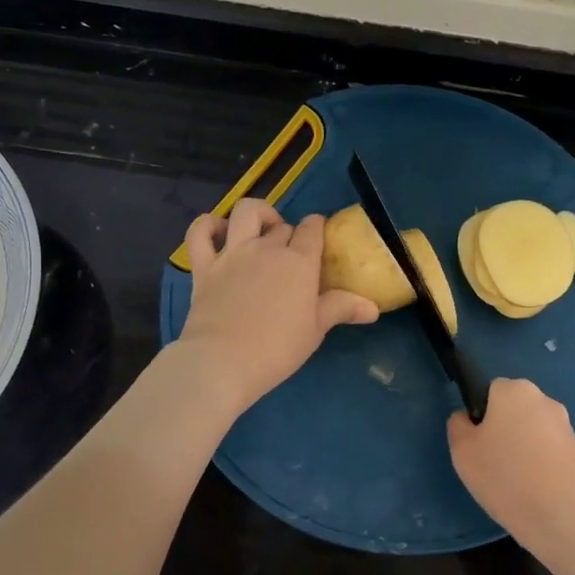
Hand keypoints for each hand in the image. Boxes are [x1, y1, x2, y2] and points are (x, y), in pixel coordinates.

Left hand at [176, 199, 378, 411]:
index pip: (312, 228)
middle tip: (291, 258)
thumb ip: (341, 309)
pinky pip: (200, 232)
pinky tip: (217, 231)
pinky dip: (207, 225)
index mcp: (300, 261)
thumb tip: (373, 308)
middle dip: (290, 234)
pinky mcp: (204, 266)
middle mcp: (268, 248)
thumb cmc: (277, 349)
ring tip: (260, 230)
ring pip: (246, 212)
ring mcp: (233, 253)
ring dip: (257, 214)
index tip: (318, 240)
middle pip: (283, 226)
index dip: (317, 229)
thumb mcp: (315, 331)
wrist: (222, 362)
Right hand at [448, 379, 574, 545]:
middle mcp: (544, 399)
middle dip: (504, 428)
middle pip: (514, 409)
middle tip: (492, 462)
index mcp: (514, 390)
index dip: (481, 415)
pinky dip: (541, 463)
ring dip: (523, 446)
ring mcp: (566, 425)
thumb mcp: (462, 451)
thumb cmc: (504, 476)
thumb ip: (459, 425)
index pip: (490, 390)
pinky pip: (550, 450)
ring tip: (514, 481)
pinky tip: (535, 489)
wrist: (562, 516)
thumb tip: (467, 418)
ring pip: (533, 430)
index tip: (477, 443)